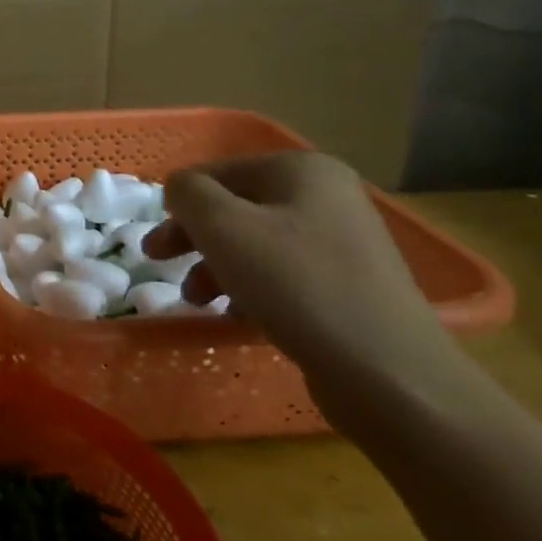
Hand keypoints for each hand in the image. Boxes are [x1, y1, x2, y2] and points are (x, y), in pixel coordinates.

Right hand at [142, 151, 461, 426]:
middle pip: (236, 208)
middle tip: (157, 262)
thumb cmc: (294, 283)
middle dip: (193, 237)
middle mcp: (327, 196)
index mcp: (302, 170)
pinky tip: (237, 316)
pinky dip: (250, 288)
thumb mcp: (222, 226)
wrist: (387, 370)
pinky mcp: (348, 285)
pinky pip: (282, 274)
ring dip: (215, 267)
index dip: (179, 204)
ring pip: (255, 244)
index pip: (217, 172)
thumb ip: (188, 193)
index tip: (154, 241)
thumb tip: (180, 189)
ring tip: (197, 301)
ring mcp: (343, 242)